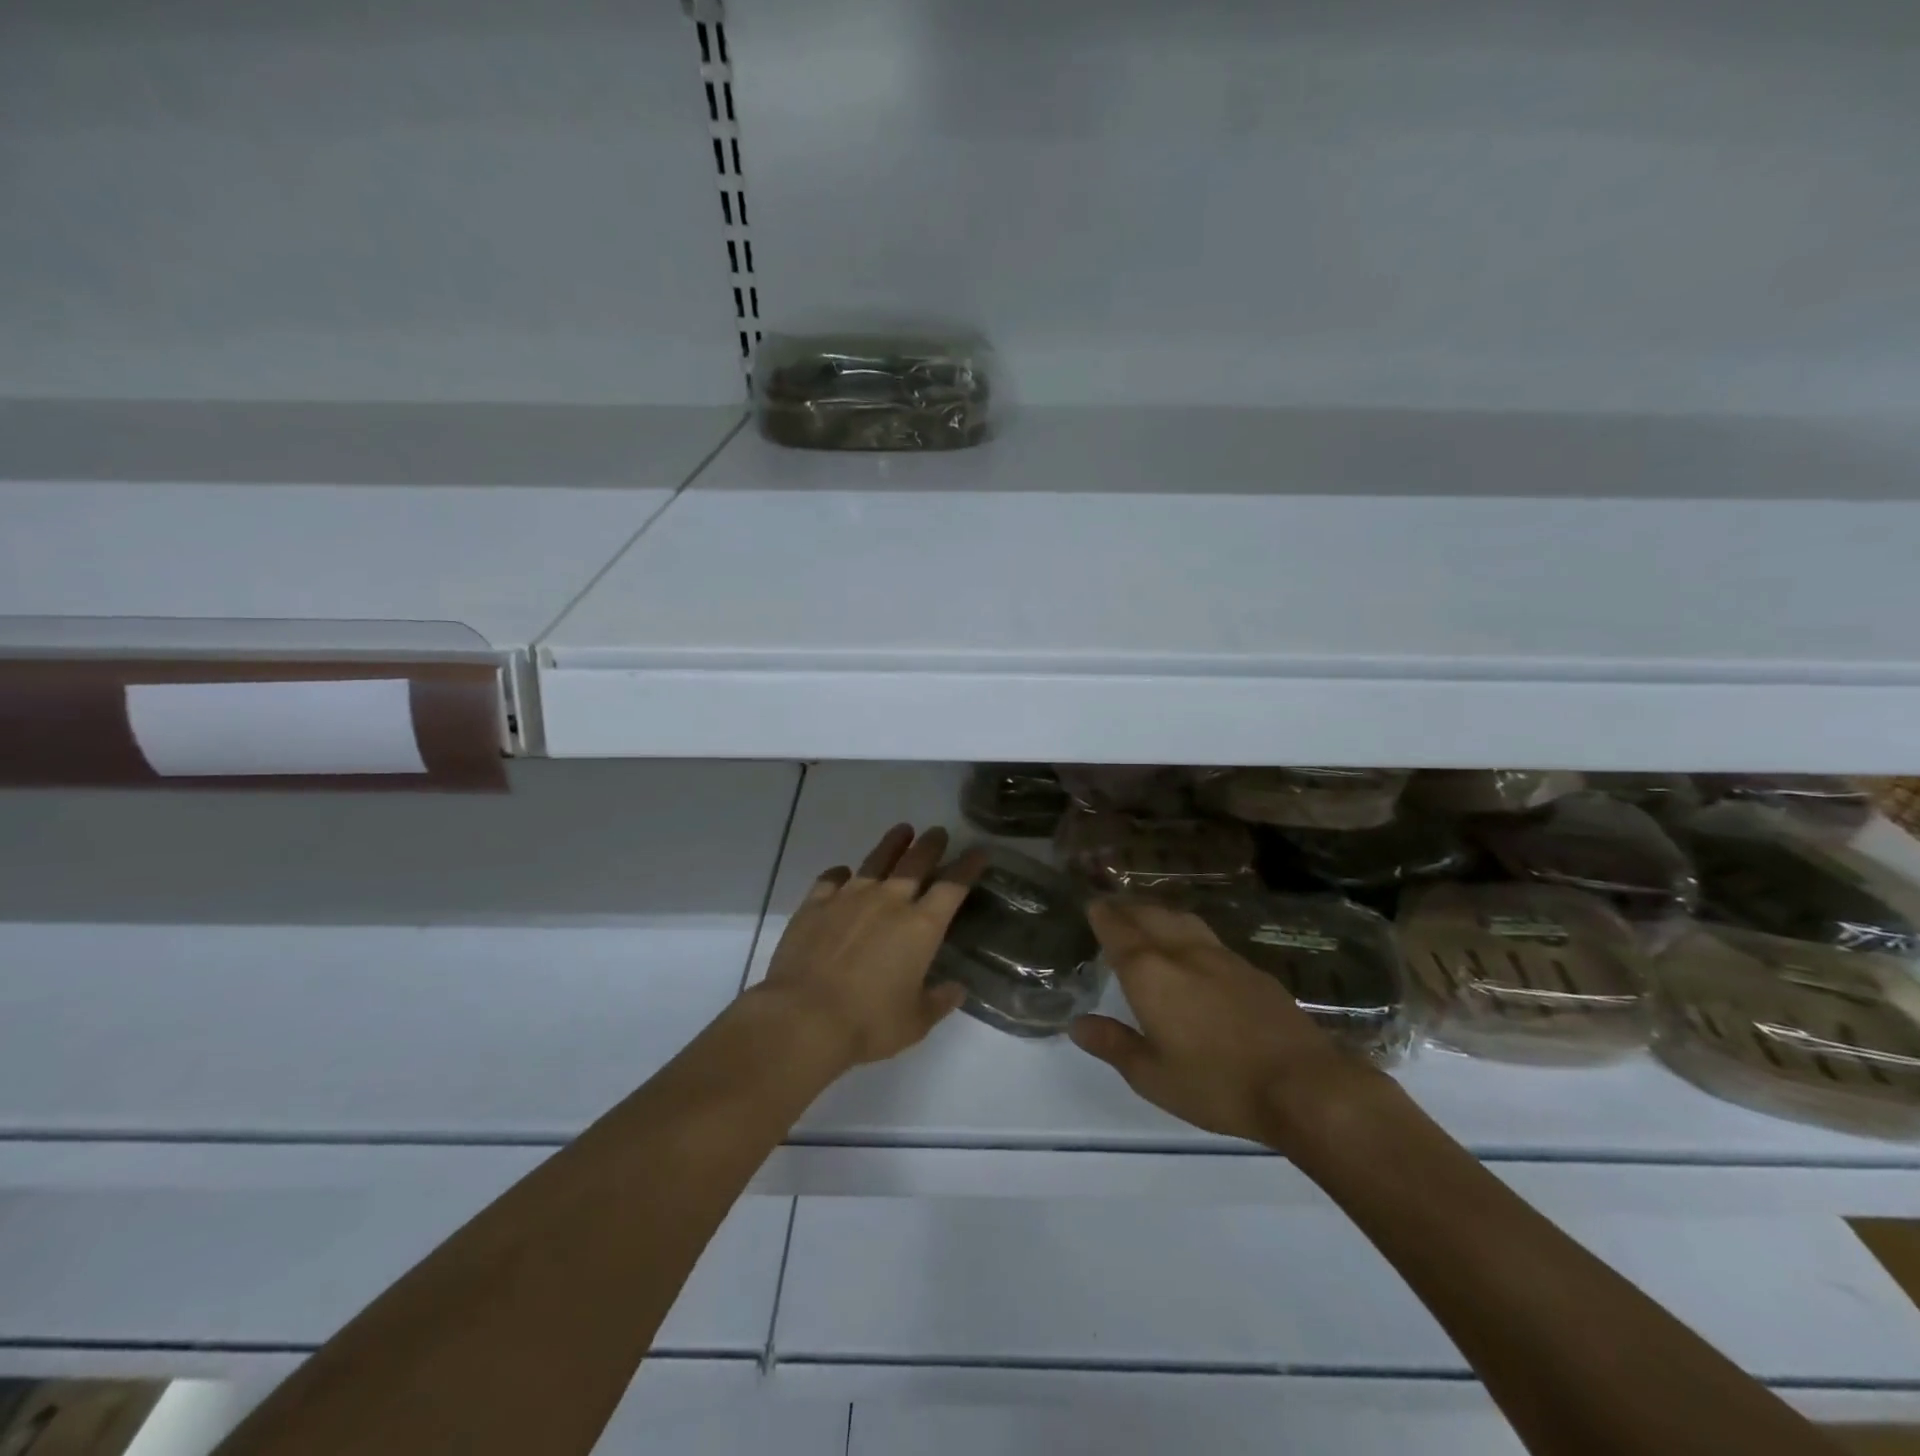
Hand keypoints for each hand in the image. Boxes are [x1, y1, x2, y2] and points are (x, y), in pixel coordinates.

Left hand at [755, 824, 984, 1068]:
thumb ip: (939, 1002)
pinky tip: (843, 873)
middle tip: (939, 832)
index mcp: (920, 926)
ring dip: (892, 844)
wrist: (803, 1017)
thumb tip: (957, 989)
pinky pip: (831, 879)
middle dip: (931, 845)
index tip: (979, 851)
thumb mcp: (915, 1022)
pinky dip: (841, 874)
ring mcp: (849, 897)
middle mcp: (888, 901)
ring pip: (876, 860)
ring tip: (902, 831)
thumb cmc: (868, 1022)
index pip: (953, 886)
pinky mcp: (815, 904)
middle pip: (916, 861)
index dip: (968, 866)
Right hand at [1070, 900, 1390, 1148]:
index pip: (1119, 932)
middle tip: (1113, 908)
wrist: (1303, 1085)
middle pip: (1149, 916)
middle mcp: (1182, 952)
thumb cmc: (1217, 1085)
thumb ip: (1113, 1044)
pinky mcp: (1251, 969)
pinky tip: (1193, 948)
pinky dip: (1187, 930)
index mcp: (1151, 974)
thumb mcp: (1153, 1076)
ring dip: (1158, 912)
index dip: (1103, 916)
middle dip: (1127, 908)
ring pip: (1181, 919)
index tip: (1092, 905)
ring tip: (1148, 916)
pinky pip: (1207, 936)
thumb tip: (1077, 1024)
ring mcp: (1221, 956)